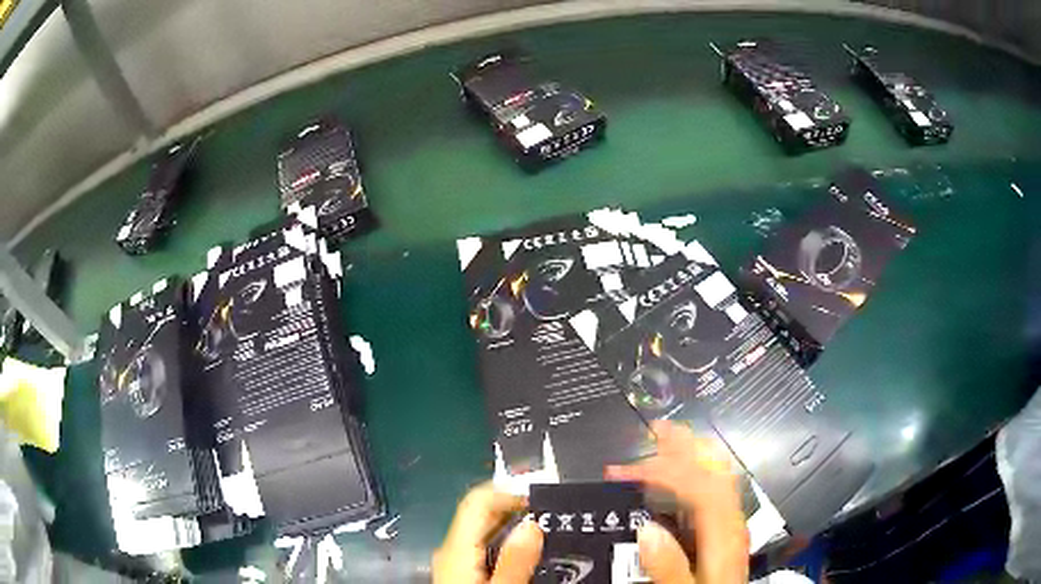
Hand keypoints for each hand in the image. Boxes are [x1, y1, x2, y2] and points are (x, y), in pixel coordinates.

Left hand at [433, 481, 543, 583]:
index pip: (477, 500)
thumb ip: (515, 559)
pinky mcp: (457, 574)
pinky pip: (481, 549)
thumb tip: (532, 524)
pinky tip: (521, 555)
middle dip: (514, 509)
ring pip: (482, 533)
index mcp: (455, 548)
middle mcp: (449, 550)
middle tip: (548, 512)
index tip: (539, 494)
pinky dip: (503, 544)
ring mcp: (451, 562)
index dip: (508, 491)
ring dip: (510, 528)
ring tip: (542, 532)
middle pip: (480, 515)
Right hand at [607, 420, 748, 583]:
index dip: (661, 470)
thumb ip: (669, 567)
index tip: (624, 471)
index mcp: (723, 533)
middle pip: (714, 469)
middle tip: (653, 429)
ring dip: (692, 452)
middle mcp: (731, 518)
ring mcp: (732, 519)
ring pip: (718, 473)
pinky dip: (697, 470)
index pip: (697, 486)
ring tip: (666, 439)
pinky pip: (715, 486)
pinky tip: (682, 474)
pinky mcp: (726, 526)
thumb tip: (646, 530)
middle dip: (683, 445)